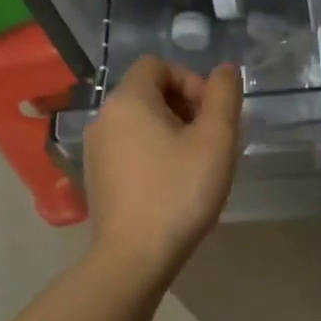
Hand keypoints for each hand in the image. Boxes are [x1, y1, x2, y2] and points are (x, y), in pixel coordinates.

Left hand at [83, 57, 242, 274]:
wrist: (136, 256)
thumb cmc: (179, 192)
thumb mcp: (216, 140)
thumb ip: (224, 96)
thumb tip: (225, 71)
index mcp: (128, 100)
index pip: (158, 64)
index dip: (191, 81)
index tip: (212, 115)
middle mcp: (103, 117)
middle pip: (148, 92)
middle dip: (184, 106)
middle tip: (210, 140)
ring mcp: (95, 150)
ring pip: (140, 122)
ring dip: (171, 132)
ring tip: (196, 164)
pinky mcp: (96, 177)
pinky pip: (129, 148)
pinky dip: (153, 153)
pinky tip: (172, 184)